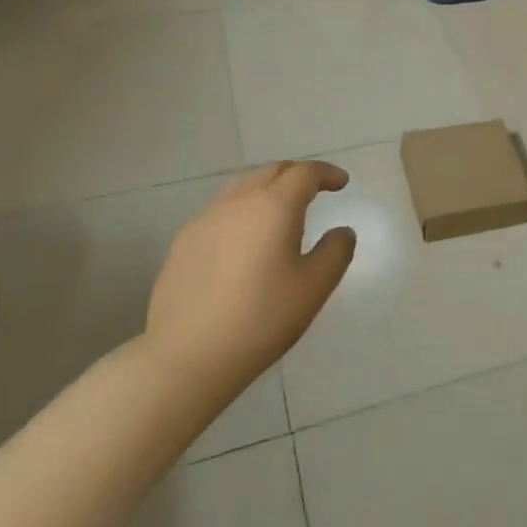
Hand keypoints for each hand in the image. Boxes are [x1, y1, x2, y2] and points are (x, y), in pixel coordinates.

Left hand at [144, 161, 355, 393]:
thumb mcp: (314, 288)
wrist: (186, 355)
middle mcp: (239, 201)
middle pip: (272, 171)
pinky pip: (221, 209)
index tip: (342, 183)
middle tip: (315, 190)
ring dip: (268, 188)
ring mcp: (206, 218)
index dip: (327, 173)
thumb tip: (342, 231)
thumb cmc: (261, 318)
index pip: (305, 172)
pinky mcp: (184, 240)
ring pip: (243, 186)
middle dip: (298, 175)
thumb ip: (335, 252)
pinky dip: (243, 208)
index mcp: (275, 205)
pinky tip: (245, 237)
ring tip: (280, 209)